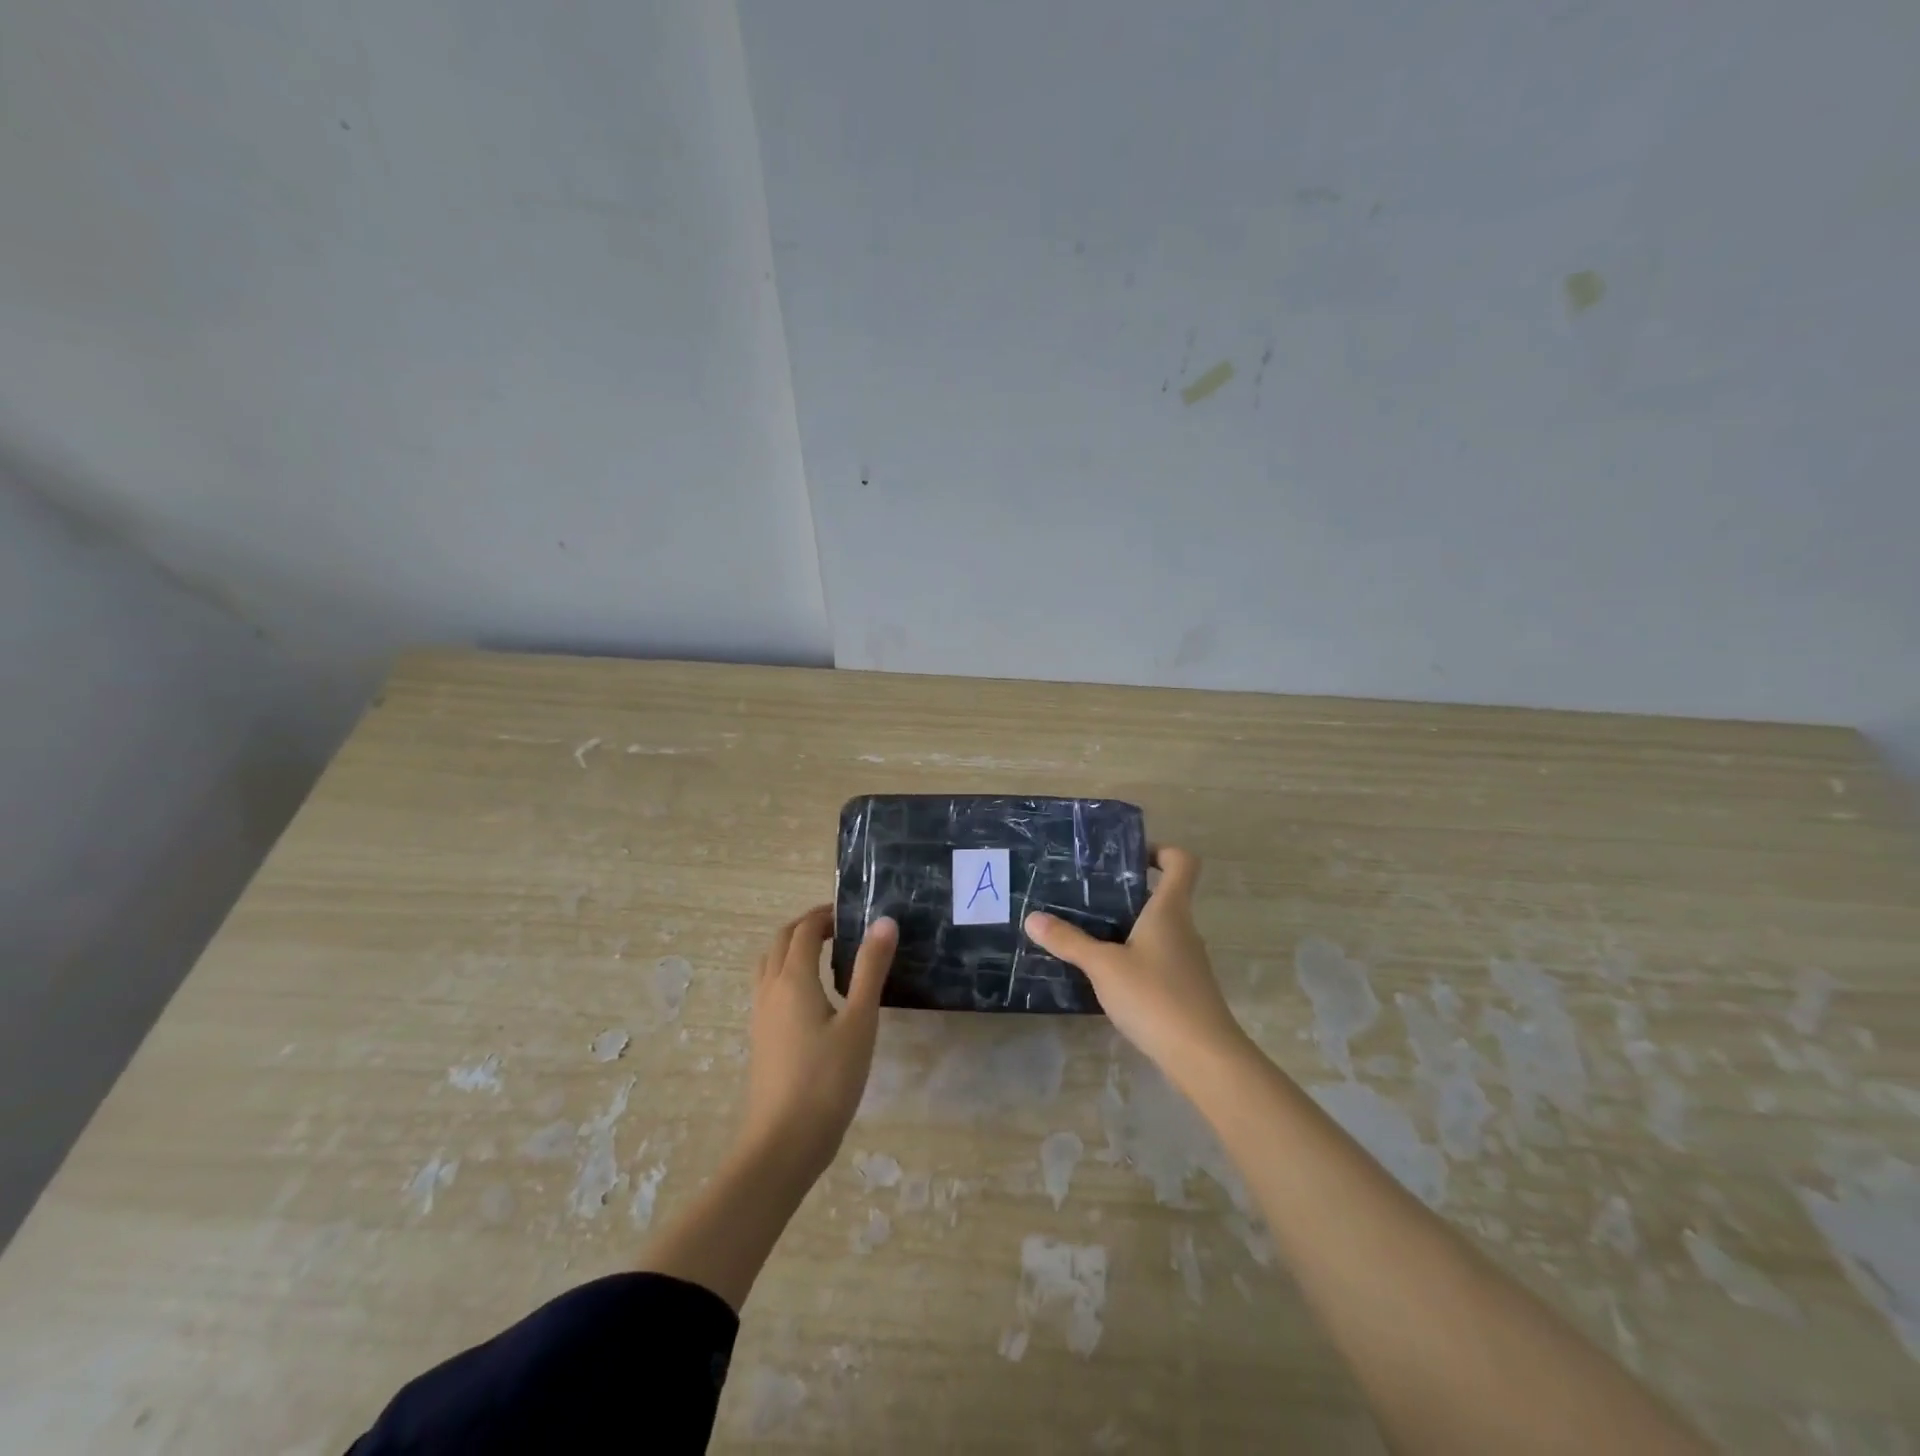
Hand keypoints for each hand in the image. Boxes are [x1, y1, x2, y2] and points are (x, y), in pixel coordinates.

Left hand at [738, 905, 896, 1181]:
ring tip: (824, 954)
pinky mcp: (760, 1038)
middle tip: (840, 927)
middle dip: (807, 926)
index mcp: (793, 978)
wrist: (782, 1144)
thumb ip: (871, 968)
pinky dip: (786, 972)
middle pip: (781, 941)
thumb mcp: (860, 1021)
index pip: (804, 929)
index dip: (825, 914)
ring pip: (769, 963)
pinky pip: (768, 987)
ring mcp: (760, 1015)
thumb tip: (884, 921)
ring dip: (792, 948)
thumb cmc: (827, 1080)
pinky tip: (811, 997)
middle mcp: (770, 989)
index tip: (852, 913)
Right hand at [1024, 847, 1248, 1083]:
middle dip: (1126, 892)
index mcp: (1169, 911)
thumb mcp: (1103, 966)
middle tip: (1085, 896)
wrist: (1204, 1057)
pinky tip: (1105, 975)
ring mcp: (1186, 961)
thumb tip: (1032, 917)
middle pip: (1162, 896)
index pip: (1181, 862)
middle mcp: (1183, 929)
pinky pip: (1156, 958)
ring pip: (1156, 930)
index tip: (1127, 858)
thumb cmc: (1155, 997)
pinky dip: (1132, 957)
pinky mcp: (1183, 989)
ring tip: (1086, 933)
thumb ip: (1069, 941)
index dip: (1159, 851)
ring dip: (1126, 927)